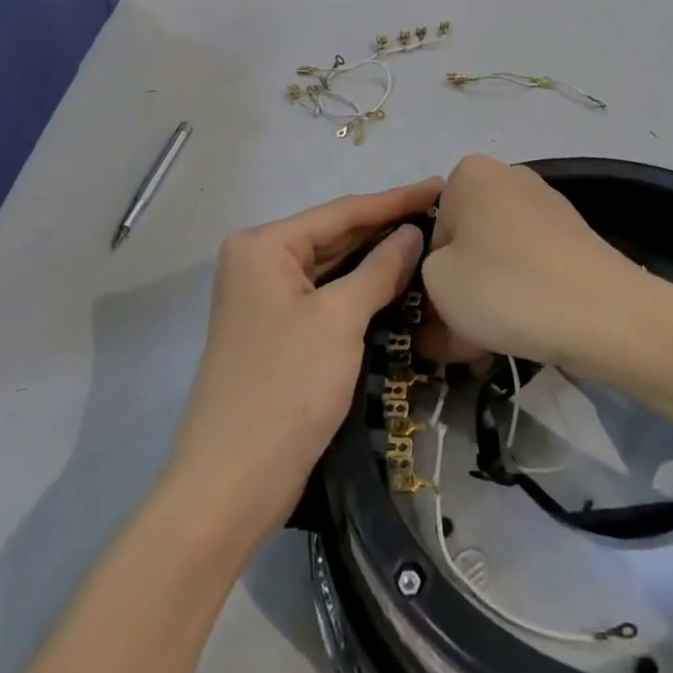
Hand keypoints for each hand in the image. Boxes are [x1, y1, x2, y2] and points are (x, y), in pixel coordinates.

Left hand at [165, 178, 441, 540]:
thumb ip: (379, 269)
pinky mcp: (277, 330)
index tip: (440, 185)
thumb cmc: (286, 389)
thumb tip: (413, 233)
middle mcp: (259, 261)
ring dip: (376, 258)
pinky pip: (326, 295)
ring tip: (429, 239)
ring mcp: (266, 298)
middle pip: (335, 235)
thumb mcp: (340, 321)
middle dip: (387, 227)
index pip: (342, 211)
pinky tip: (397, 280)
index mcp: (264, 245)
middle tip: (442, 213)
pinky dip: (360, 289)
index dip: (395, 200)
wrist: (230, 487)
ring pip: (332, 266)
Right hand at [419, 154, 644, 372]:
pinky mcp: (574, 236)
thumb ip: (424, 275)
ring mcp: (547, 205)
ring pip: (499, 258)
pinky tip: (525, 332)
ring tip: (491, 344)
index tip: (439, 314)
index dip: (432, 275)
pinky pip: (531, 266)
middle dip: (462, 287)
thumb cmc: (505, 287)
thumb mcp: (438, 284)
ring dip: (490, 298)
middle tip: (460, 337)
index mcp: (469, 173)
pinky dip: (523, 295)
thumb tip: (445, 281)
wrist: (603, 314)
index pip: (432, 228)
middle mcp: (508, 177)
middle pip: (468, 241)